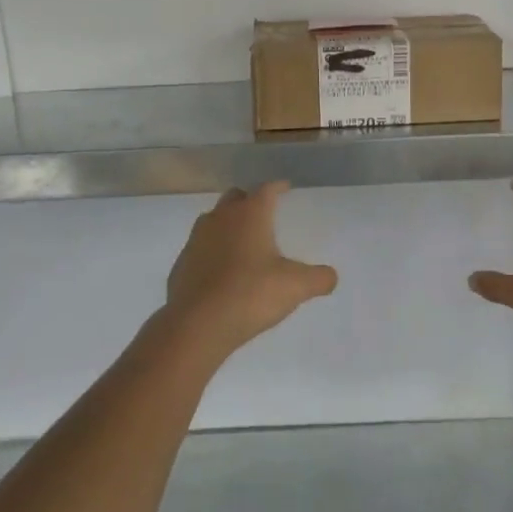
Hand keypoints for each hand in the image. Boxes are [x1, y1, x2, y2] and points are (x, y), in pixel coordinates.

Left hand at [164, 182, 338, 357]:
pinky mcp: (181, 264)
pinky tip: (222, 272)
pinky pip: (200, 248)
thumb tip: (331, 277)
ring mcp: (196, 239)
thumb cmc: (251, 294)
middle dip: (249, 201)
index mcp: (250, 214)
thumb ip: (318, 278)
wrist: (197, 324)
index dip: (278, 187)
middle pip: (235, 197)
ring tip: (243, 242)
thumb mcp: (295, 287)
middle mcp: (220, 218)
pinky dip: (212, 252)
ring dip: (228, 225)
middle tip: (263, 214)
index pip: (266, 189)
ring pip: (214, 220)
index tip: (285, 188)